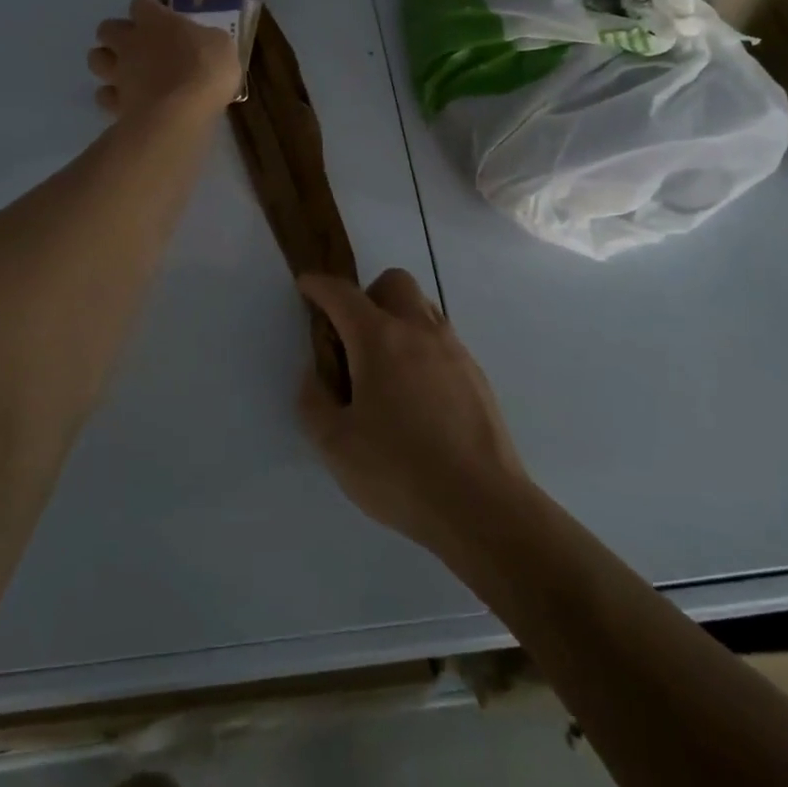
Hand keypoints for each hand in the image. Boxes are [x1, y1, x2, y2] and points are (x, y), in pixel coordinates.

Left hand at [89, 0, 240, 121]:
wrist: (181, 113)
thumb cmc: (205, 70)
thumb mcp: (222, 45)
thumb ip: (205, 39)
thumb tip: (202, 41)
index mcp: (155, 21)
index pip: (142, 3)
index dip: (150, 7)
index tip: (163, 15)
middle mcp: (130, 43)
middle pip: (107, 29)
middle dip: (118, 34)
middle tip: (139, 46)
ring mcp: (119, 73)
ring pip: (96, 59)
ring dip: (107, 62)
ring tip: (126, 72)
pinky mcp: (115, 103)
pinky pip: (104, 95)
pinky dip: (112, 97)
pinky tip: (128, 102)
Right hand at [296, 270, 530, 560]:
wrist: (481, 504)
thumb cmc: (399, 472)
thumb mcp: (336, 445)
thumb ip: (314, 402)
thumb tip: (316, 375)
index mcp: (379, 339)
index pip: (343, 294)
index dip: (320, 285)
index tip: (306, 286)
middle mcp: (419, 330)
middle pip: (393, 282)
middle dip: (367, 295)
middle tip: (353, 338)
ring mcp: (453, 349)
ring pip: (422, 307)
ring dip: (398, 318)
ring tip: (385, 369)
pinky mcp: (475, 373)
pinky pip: (442, 339)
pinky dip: (421, 347)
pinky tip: (416, 394)